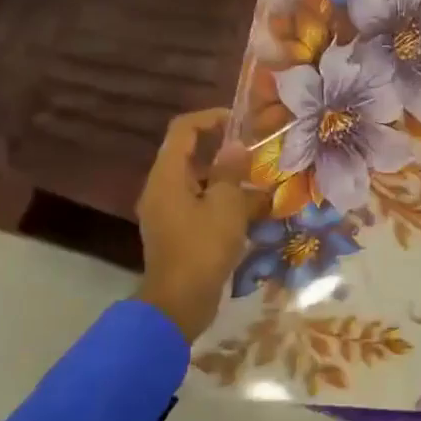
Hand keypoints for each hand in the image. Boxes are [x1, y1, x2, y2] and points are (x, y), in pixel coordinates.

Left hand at [137, 109, 250, 341]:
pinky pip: (200, 204)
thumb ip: (230, 172)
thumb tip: (235, 146)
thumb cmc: (203, 248)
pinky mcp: (177, 231)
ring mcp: (167, 211)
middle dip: (223, 149)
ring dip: (226, 177)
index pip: (183, 130)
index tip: (241, 123)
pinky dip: (222, 200)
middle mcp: (161, 188)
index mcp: (167, 176)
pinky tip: (250, 210)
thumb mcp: (226, 206)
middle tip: (256, 151)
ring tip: (260, 180)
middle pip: (189, 154)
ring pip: (197, 181)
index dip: (211, 118)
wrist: (179, 302)